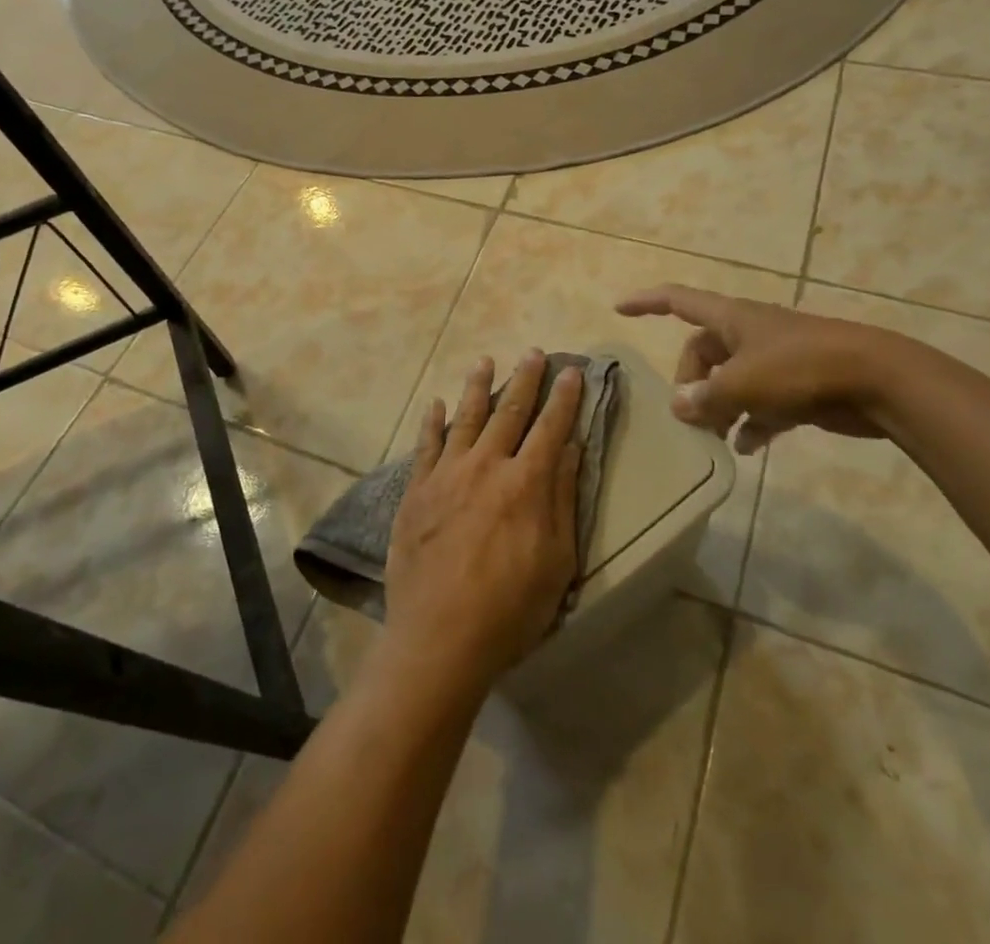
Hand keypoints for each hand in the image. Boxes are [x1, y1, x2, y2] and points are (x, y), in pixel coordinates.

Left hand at [384, 351, 584, 693]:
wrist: (440, 637)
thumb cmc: (510, 608)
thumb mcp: (557, 561)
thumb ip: (562, 498)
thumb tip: (570, 447)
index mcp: (525, 483)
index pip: (550, 427)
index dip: (564, 397)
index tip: (572, 370)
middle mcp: (486, 465)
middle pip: (509, 411)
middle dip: (524, 379)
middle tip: (533, 353)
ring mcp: (447, 474)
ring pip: (465, 417)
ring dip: (477, 387)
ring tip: (485, 361)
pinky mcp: (417, 490)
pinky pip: (425, 445)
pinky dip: (431, 421)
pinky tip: (434, 403)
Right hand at [616, 285, 889, 449]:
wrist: (877, 380)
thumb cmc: (801, 369)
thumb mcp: (743, 383)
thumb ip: (706, 396)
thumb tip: (680, 405)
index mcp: (732, 318)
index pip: (678, 300)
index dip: (646, 301)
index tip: (619, 308)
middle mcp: (749, 334)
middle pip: (703, 351)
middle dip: (691, 382)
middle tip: (689, 415)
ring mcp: (776, 359)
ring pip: (732, 380)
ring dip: (718, 406)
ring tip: (711, 437)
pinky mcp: (799, 386)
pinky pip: (762, 403)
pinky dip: (750, 422)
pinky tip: (745, 448)